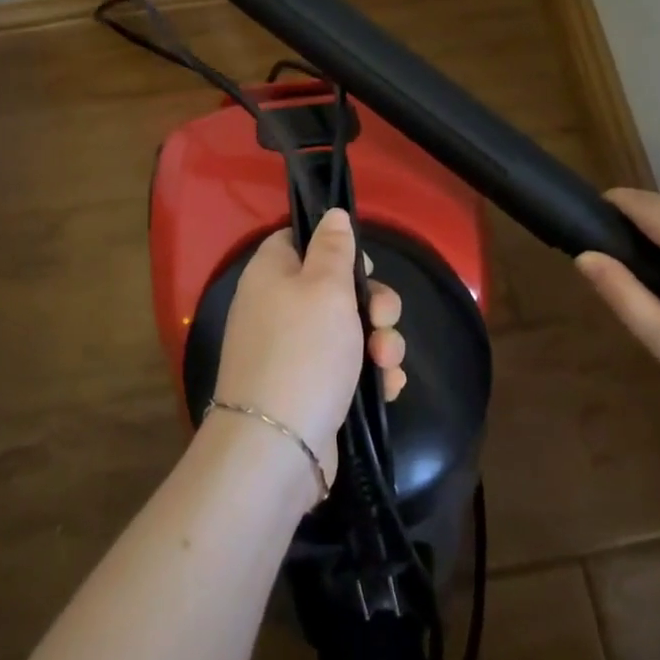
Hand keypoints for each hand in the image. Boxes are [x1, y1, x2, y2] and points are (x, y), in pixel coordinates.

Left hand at [213, 208, 406, 476]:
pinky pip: (349, 368)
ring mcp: (294, 351)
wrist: (279, 445)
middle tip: (381, 318)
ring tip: (386, 361)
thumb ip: (334, 247)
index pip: (298, 240)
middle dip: (372, 302)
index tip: (361, 264)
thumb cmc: (305, 351)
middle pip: (334, 287)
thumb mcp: (325, 286)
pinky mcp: (311, 389)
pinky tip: (388, 387)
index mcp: (271, 274)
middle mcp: (278, 308)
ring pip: (350, 330)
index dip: (334, 246)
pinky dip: (371, 374)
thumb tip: (332, 214)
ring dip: (380, 341)